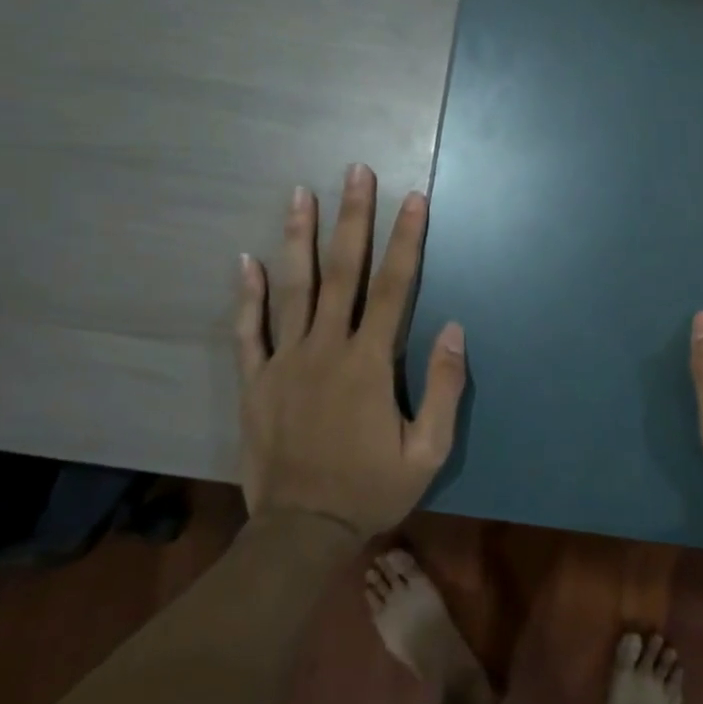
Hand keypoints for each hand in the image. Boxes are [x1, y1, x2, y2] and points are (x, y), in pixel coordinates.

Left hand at [235, 164, 466, 539]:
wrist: (303, 532)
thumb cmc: (372, 490)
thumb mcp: (429, 451)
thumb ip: (444, 387)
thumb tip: (455, 328)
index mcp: (370, 364)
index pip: (394, 288)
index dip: (407, 240)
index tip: (413, 199)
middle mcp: (326, 349)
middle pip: (342, 273)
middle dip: (352, 219)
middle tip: (355, 172)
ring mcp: (284, 362)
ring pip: (292, 289)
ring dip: (298, 238)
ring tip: (301, 193)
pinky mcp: (255, 382)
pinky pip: (248, 331)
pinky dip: (247, 295)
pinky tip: (247, 260)